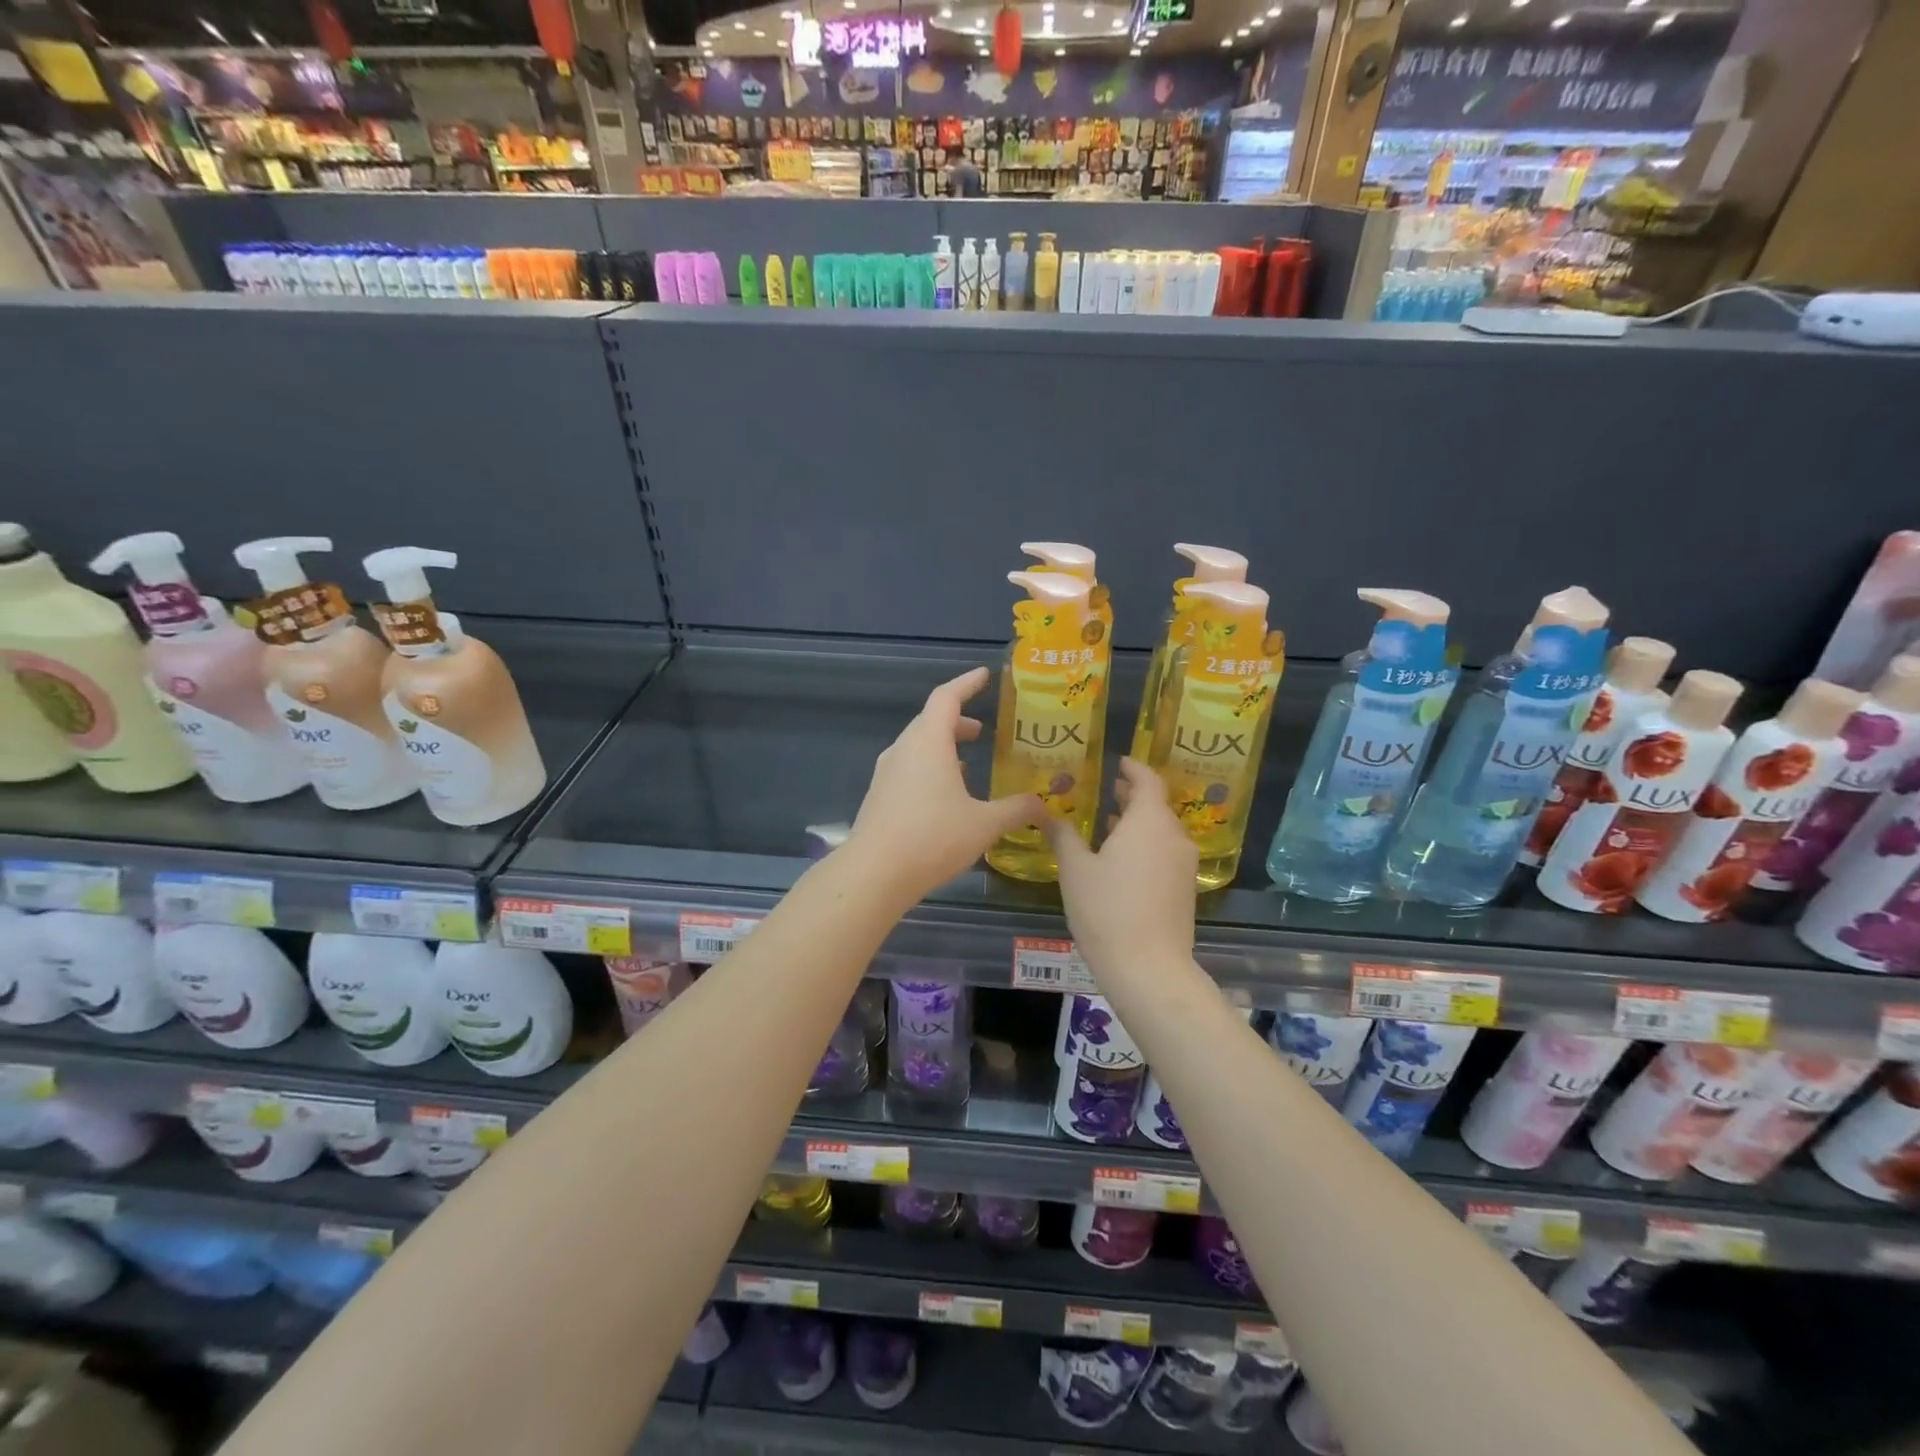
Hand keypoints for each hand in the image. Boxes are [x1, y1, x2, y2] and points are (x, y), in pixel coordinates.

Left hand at [847, 667, 1042, 902]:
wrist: (874, 873)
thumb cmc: (932, 838)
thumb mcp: (984, 824)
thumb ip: (1017, 810)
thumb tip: (1045, 805)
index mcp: (928, 742)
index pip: (947, 697)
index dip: (967, 683)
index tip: (983, 675)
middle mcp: (904, 749)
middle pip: (930, 721)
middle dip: (956, 721)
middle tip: (981, 731)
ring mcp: (886, 773)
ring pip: (917, 746)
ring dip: (942, 747)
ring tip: (967, 762)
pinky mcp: (879, 796)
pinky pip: (907, 768)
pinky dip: (929, 768)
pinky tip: (944, 795)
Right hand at [1046, 759, 1198, 980]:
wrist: (1149, 967)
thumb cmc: (1107, 909)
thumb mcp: (1076, 869)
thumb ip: (1064, 836)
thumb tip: (1048, 814)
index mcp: (1149, 822)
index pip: (1148, 781)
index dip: (1134, 769)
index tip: (1119, 763)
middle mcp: (1173, 836)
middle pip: (1157, 806)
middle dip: (1133, 796)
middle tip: (1109, 790)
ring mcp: (1184, 865)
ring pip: (1162, 831)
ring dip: (1138, 823)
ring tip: (1110, 823)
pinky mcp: (1186, 890)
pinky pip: (1166, 853)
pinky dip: (1146, 846)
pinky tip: (1123, 860)